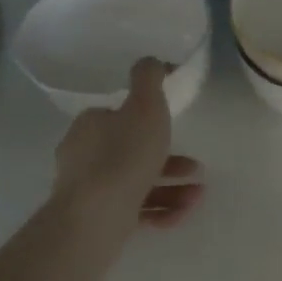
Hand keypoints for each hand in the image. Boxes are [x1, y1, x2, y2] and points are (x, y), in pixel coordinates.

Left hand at [52, 59, 204, 231]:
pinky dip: (160, 211)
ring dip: (173, 189)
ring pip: (138, 184)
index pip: (119, 117)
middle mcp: (84, 156)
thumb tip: (151, 59)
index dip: (150, 123)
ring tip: (197, 196)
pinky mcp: (97, 220)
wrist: (95, 219)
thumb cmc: (123, 157)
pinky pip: (135, 211)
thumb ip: (149, 80)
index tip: (176, 132)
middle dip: (171, 162)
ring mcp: (89, 191)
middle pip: (133, 153)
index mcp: (90, 126)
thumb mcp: (145, 108)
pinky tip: (180, 215)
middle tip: (197, 168)